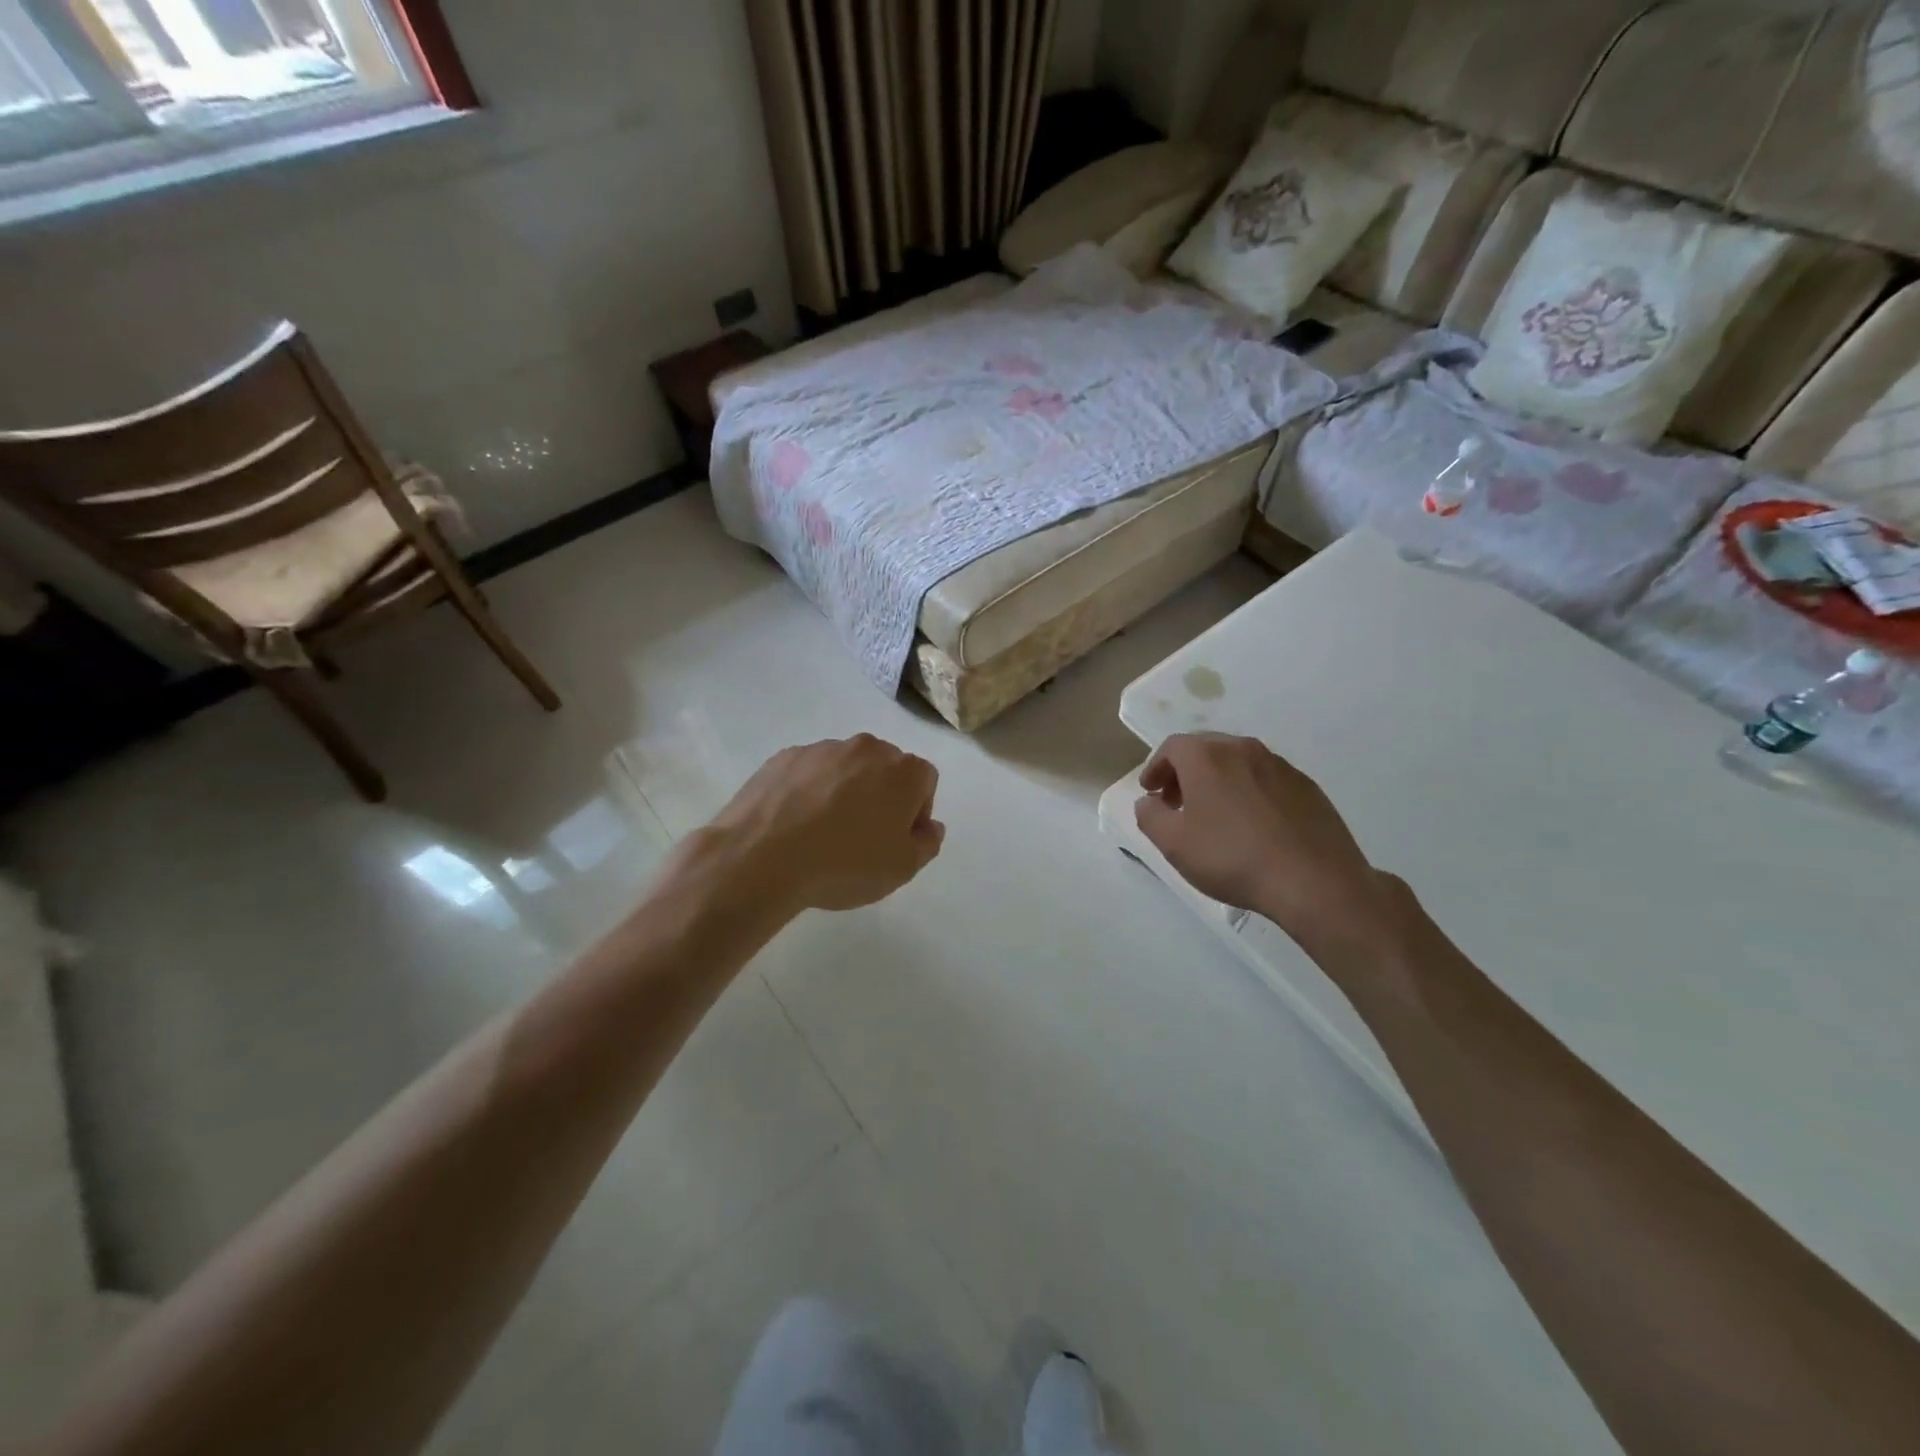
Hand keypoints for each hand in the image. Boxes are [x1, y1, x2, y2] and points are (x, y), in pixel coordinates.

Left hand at [708, 735, 944, 912]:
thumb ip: (927, 843)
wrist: (761, 857)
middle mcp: (867, 748)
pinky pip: (809, 772)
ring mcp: (823, 748)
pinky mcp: (785, 756)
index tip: (896, 840)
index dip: (916, 811)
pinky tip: (794, 824)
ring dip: (844, 791)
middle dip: (881, 795)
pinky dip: (809, 791)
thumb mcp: (902, 868)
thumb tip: (929, 826)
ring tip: (822, 833)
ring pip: (845, 768)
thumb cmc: (844, 864)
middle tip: (863, 836)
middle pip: (885, 768)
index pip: (925, 781)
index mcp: (903, 771)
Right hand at [1134, 733, 1394, 956]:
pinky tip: (1253, 825)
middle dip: (1185, 773)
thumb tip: (1149, 802)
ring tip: (1215, 815)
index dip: (1155, 768)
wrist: (1314, 881)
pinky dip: (1249, 792)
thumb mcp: (1173, 844)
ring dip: (1219, 781)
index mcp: (1207, 756)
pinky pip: (1266, 780)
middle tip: (1177, 802)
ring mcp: (1280, 765)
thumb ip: (1150, 816)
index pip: (1172, 747)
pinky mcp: (1307, 786)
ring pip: (1238, 763)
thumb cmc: (1232, 857)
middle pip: (1205, 750)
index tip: (1151, 792)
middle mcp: (1244, 749)